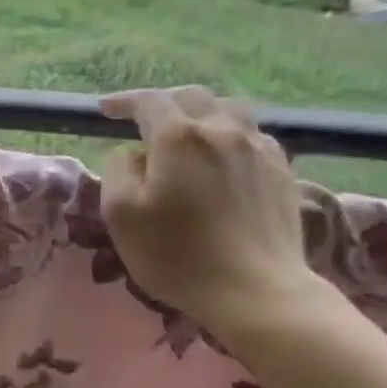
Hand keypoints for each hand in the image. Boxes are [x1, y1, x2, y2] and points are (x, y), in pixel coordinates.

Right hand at [99, 88, 322, 337]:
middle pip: (191, 97)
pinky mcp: (281, 170)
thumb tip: (131, 153)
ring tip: (188, 132)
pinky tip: (224, 157)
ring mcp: (258, 147)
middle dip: (163, 103)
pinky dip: (230, 135)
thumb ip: (118, 172)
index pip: (148, 102)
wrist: (255, 290)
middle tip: (144, 121)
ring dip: (201, 113)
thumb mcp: (122, 217)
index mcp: (178, 137)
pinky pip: (252, 135)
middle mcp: (221, 129)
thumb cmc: (178, 256)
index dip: (124, 101)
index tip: (104, 109)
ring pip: (228, 109)